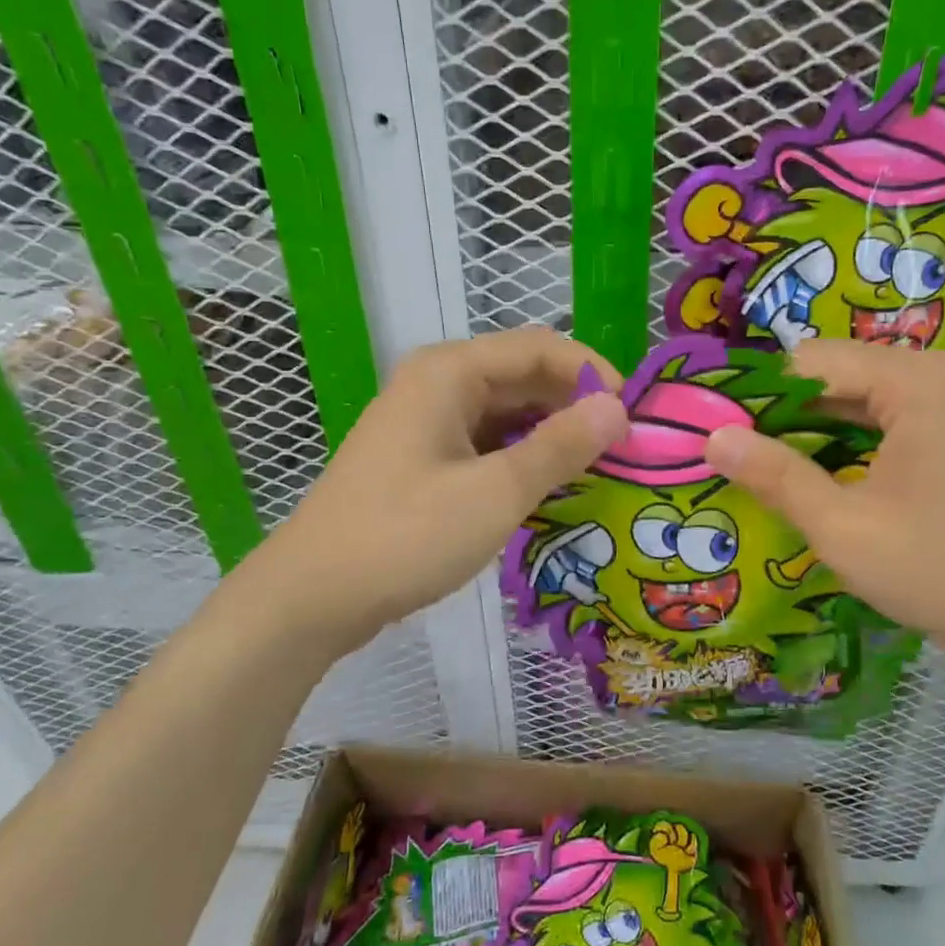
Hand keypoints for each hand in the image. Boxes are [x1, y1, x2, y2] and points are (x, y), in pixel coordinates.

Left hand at [247, 328, 627, 649]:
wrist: (311, 597)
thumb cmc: (405, 537)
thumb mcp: (495, 492)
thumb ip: (560, 446)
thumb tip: (618, 409)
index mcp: (449, 372)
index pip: (541, 348)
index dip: (593, 375)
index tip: (633, 419)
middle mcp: (438, 384)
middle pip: (524, 375)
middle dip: (575, 404)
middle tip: (623, 448)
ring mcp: (427, 422)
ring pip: (507, 412)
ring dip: (551, 433)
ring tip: (596, 468)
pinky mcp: (423, 459)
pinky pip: (487, 442)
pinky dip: (522, 457)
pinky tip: (548, 486)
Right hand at [703, 341, 944, 682]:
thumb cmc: (944, 570)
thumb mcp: (844, 528)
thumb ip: (777, 476)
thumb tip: (714, 437)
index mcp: (914, 381)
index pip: (809, 362)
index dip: (758, 396)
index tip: (720, 434)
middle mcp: (937, 375)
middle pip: (835, 375)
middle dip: (783, 414)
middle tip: (737, 458)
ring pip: (858, 399)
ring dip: (812, 429)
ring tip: (767, 468)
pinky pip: (886, 419)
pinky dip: (848, 440)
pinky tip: (820, 474)